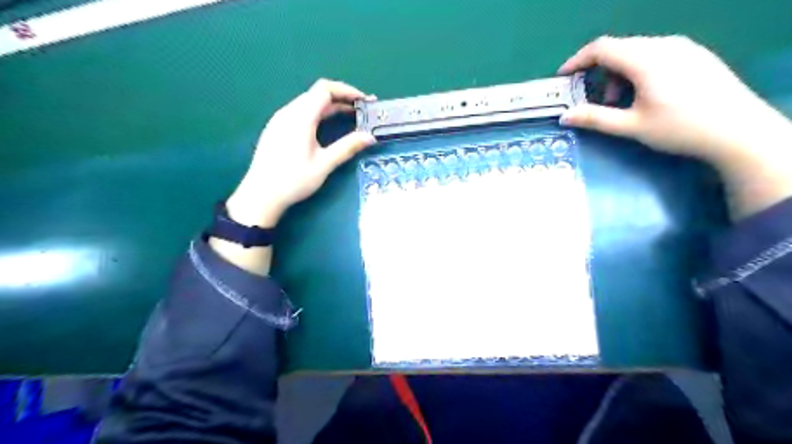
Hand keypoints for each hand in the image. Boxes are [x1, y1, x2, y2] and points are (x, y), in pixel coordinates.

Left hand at [210, 78, 376, 273]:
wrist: (261, 195)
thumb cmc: (293, 180)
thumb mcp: (324, 164)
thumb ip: (347, 147)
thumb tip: (370, 137)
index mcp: (300, 117)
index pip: (325, 89)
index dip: (347, 91)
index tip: (364, 102)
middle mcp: (288, 112)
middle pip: (317, 94)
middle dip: (342, 99)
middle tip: (361, 111)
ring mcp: (280, 119)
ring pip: (309, 103)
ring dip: (330, 107)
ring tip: (349, 118)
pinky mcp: (276, 128)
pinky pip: (300, 112)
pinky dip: (318, 113)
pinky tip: (326, 127)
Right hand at [555, 36, 791, 217]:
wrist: (738, 130)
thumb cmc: (679, 128)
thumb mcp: (631, 126)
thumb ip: (595, 118)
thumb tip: (565, 117)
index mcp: (646, 59)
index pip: (601, 48)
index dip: (577, 60)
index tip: (564, 77)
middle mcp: (664, 45)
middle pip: (619, 49)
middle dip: (600, 72)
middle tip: (597, 101)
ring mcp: (683, 47)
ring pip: (637, 51)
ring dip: (619, 74)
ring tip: (623, 102)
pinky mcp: (695, 54)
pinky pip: (655, 54)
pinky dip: (638, 70)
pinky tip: (646, 94)